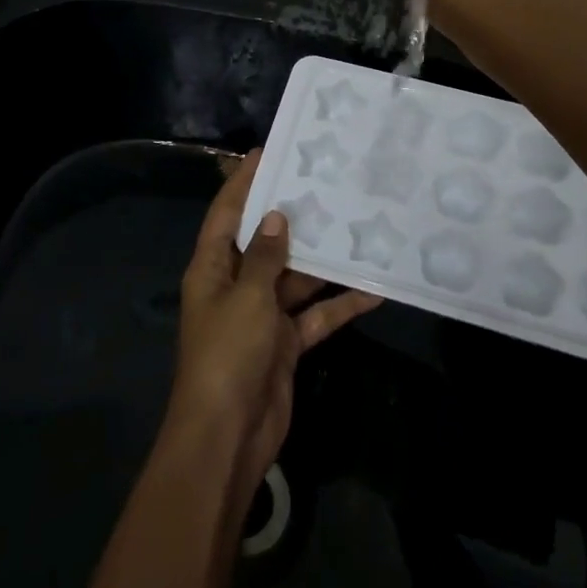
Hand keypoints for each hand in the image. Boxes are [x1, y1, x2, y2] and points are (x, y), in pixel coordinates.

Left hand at [165, 151, 381, 511]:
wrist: (228, 436)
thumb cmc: (228, 354)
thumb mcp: (247, 298)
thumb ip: (266, 257)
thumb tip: (277, 217)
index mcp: (213, 268)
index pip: (227, 214)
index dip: (243, 182)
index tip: (267, 151)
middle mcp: (236, 285)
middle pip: (265, 242)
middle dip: (292, 217)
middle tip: (326, 183)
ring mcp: (262, 315)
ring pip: (296, 278)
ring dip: (324, 260)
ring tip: (357, 226)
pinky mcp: (285, 343)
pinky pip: (315, 315)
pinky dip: (339, 304)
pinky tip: (374, 288)